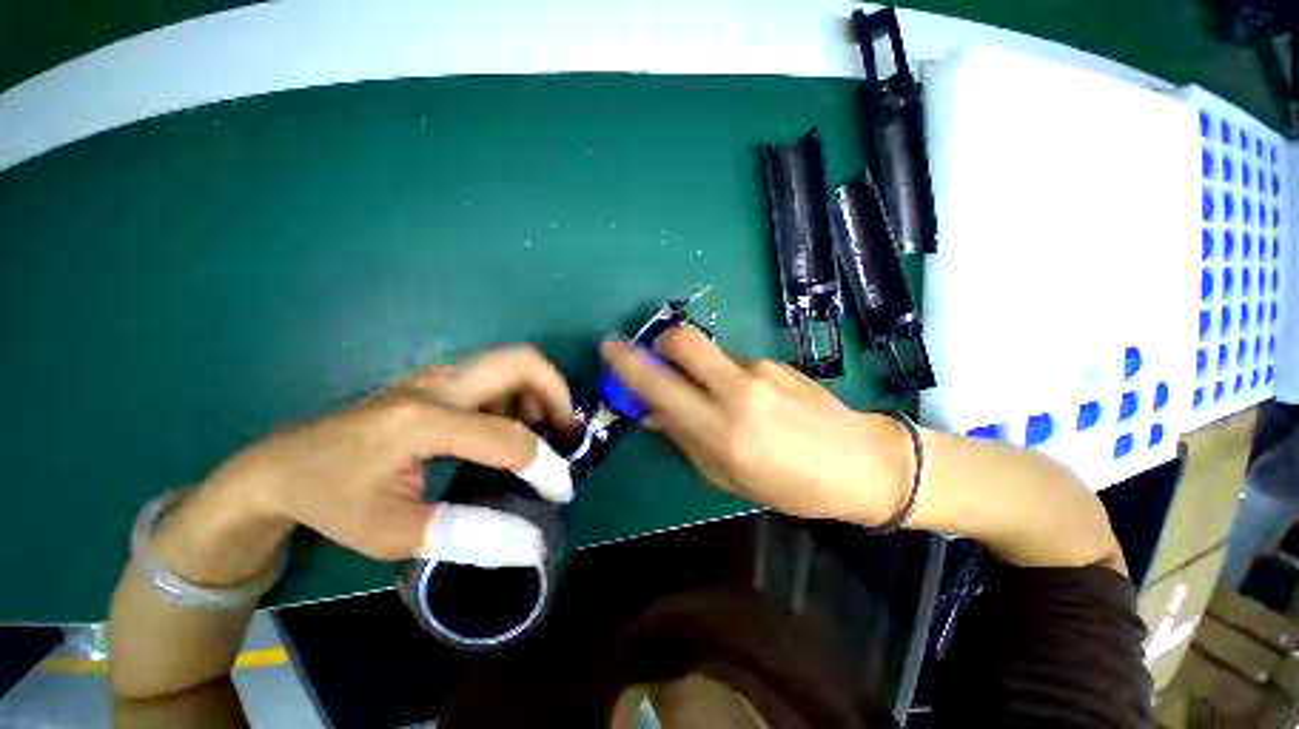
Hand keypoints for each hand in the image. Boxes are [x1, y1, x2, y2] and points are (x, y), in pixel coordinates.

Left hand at [199, 345, 576, 561]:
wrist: (281, 466)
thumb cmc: (333, 501)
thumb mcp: (395, 534)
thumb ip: (469, 535)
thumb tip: (531, 543)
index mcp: (422, 422)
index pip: (508, 437)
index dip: (544, 465)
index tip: (561, 489)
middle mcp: (437, 385)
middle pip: (522, 362)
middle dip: (557, 393)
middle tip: (565, 432)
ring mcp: (437, 376)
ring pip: (513, 363)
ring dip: (539, 392)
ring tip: (541, 432)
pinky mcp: (438, 380)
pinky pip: (497, 375)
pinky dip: (520, 395)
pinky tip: (510, 428)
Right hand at [600, 328, 912, 523]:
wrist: (863, 462)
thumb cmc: (791, 485)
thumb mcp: (728, 475)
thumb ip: (684, 438)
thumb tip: (651, 411)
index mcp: (722, 430)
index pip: (660, 386)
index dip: (629, 363)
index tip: (609, 348)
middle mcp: (737, 390)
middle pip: (684, 341)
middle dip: (660, 343)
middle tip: (657, 360)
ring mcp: (760, 369)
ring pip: (709, 352)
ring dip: (698, 367)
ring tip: (715, 397)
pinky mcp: (775, 361)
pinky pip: (734, 361)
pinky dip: (724, 374)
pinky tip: (746, 398)